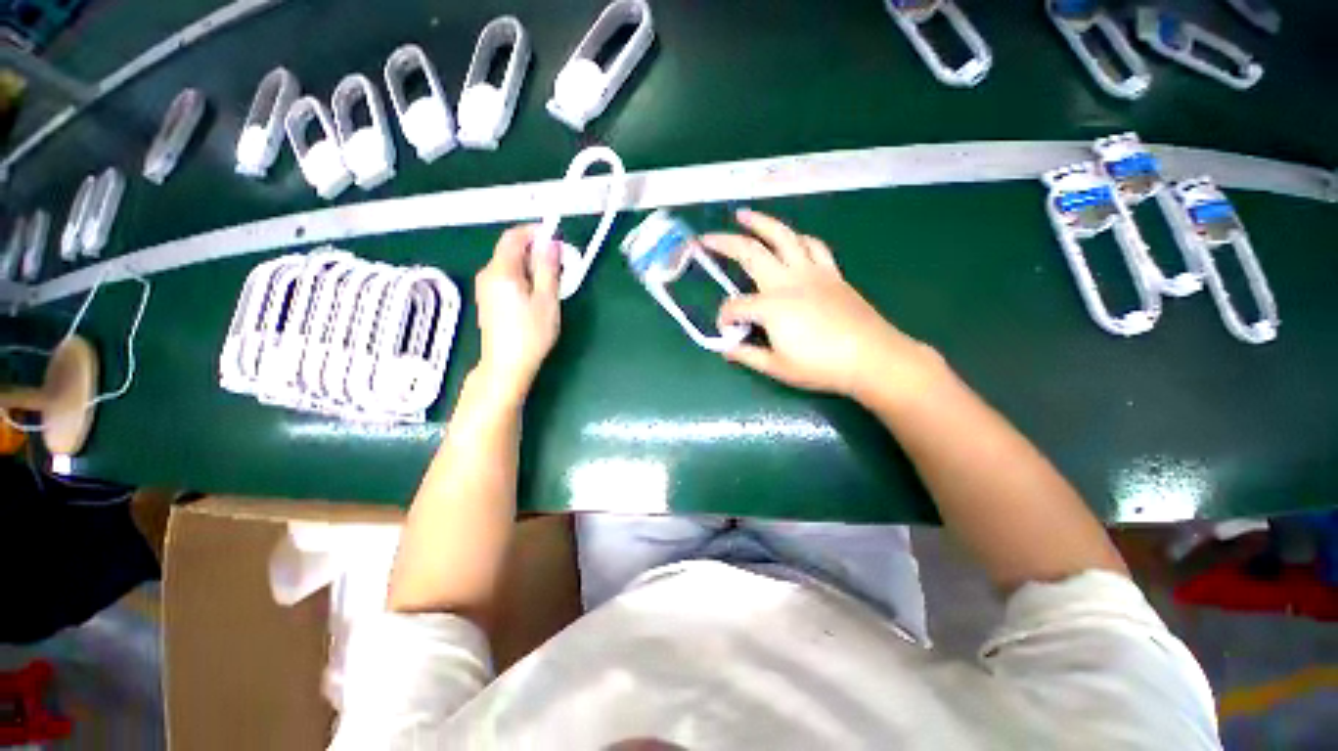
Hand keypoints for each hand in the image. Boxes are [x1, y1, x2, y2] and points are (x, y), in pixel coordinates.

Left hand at [473, 224, 561, 402]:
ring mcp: (485, 287)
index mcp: (501, 271)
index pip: (513, 236)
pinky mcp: (488, 299)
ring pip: (509, 264)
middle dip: (535, 250)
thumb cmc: (531, 334)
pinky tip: (536, 294)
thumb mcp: (546, 299)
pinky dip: (523, 277)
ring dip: (531, 265)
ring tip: (552, 282)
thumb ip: (548, 268)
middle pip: (511, 250)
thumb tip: (551, 242)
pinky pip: (506, 277)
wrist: (506, 365)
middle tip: (560, 265)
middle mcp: (488, 274)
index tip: (556, 239)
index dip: (534, 232)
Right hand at [704, 210, 938, 401]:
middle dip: (724, 243)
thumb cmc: (822, 366)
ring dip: (761, 222)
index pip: (735, 307)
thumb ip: (747, 355)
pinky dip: (797, 238)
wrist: (872, 358)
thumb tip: (726, 348)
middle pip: (750, 253)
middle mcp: (787, 281)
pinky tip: (790, 238)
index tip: (727, 331)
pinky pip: (813, 246)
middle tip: (705, 238)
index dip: (725, 318)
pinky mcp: (831, 273)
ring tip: (744, 214)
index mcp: (771, 306)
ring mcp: (812, 272)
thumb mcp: (777, 367)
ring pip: (783, 236)